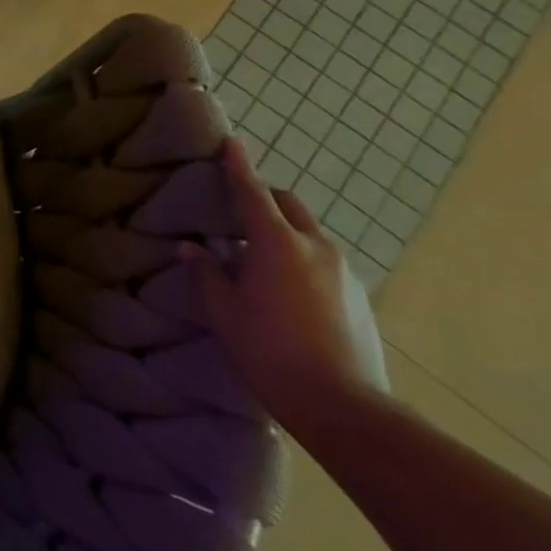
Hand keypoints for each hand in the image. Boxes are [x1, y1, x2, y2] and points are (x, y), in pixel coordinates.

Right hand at [181, 138, 390, 430]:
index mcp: (278, 244)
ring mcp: (344, 273)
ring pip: (308, 234)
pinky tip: (284, 291)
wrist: (345, 407)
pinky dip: (300, 258)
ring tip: (256, 258)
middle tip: (237, 211)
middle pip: (289, 205)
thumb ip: (206, 273)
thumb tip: (192, 248)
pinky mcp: (358, 297)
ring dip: (282, 231)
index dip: (239, 167)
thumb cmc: (270, 351)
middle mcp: (317, 248)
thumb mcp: (225, 311)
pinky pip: (322, 261)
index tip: (232, 142)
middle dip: (265, 198)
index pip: (254, 193)